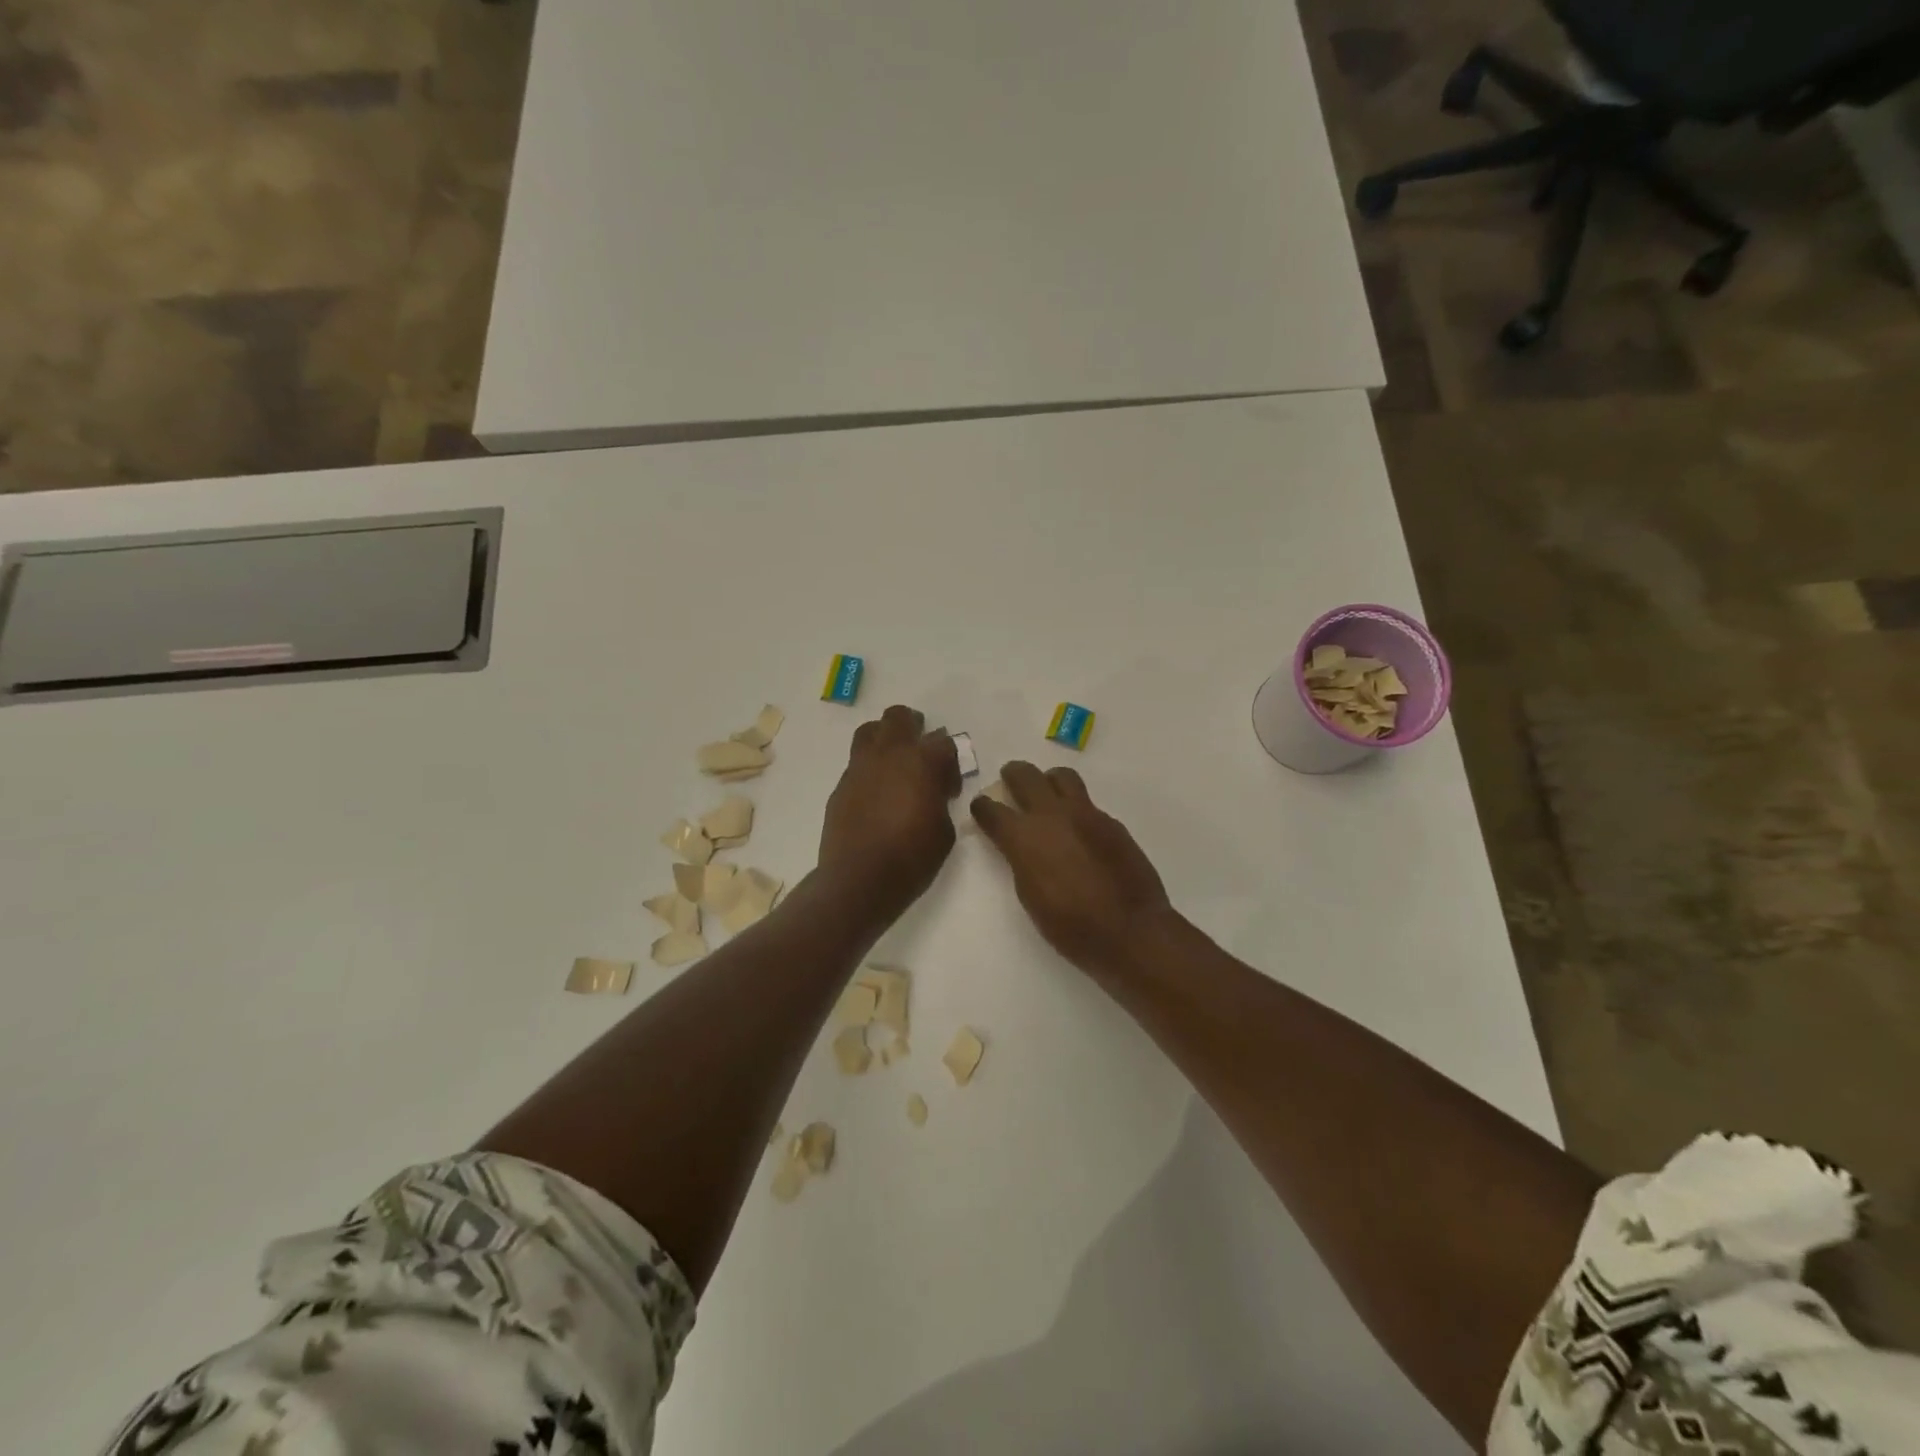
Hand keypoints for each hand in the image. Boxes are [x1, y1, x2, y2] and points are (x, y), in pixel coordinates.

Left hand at [818, 705, 961, 924]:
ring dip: (885, 739)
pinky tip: (875, 796)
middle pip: (900, 717)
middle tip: (921, 753)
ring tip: (894, 765)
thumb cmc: (912, 857)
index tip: (949, 788)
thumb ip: (941, 800)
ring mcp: (860, 767)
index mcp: (922, 761)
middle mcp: (889, 754)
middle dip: (914, 727)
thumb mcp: (944, 831)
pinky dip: (869, 770)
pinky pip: (857, 764)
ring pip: (870, 731)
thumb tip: (933, 791)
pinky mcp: (841, 785)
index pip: (944, 742)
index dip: (951, 763)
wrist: (859, 879)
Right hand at [970, 762, 1170, 973]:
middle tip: (1010, 780)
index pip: (992, 809)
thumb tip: (1020, 847)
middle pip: (1025, 775)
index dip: (982, 807)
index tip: (982, 808)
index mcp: (1024, 836)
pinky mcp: (1111, 821)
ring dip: (1048, 781)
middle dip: (1013, 775)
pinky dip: (1076, 809)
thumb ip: (1021, 860)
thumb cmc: (1070, 925)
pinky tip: (1080, 830)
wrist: (1129, 929)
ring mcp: (1085, 813)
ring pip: (1062, 777)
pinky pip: (1088, 803)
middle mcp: (1052, 814)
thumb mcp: (1029, 895)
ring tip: (1048, 794)